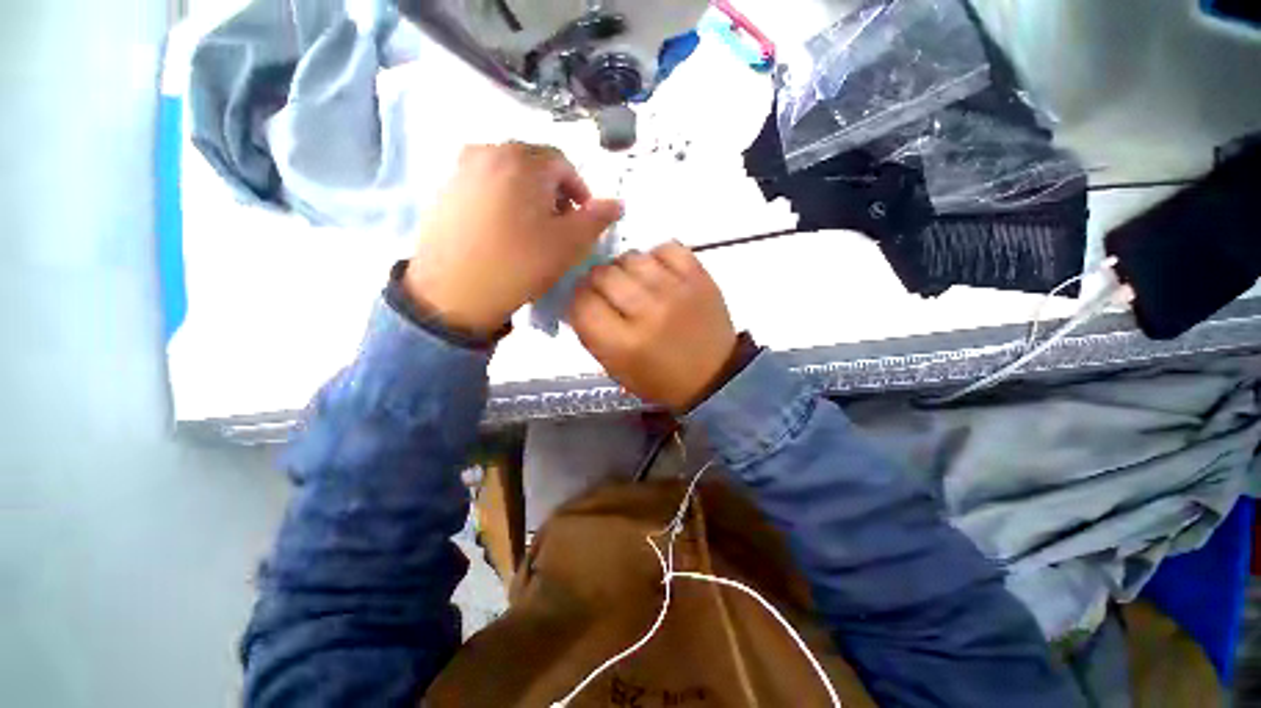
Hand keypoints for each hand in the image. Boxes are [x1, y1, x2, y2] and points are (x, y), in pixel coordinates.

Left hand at [404, 143, 622, 335]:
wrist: (454, 293)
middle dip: (554, 193)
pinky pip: (485, 186)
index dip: (579, 191)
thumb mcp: (569, 244)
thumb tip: (618, 203)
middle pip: (534, 165)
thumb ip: (597, 219)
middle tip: (558, 227)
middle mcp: (489, 151)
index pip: (563, 163)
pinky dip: (502, 201)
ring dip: (528, 196)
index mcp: (523, 159)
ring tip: (530, 231)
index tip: (581, 220)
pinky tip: (502, 232)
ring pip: (508, 175)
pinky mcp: (444, 190)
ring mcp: (461, 169)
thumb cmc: (520, 264)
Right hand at [569, 242, 737, 410]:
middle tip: (609, 292)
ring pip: (631, 257)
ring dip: (625, 268)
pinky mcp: (699, 277)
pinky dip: (657, 257)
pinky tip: (659, 273)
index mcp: (623, 344)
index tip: (585, 301)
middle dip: (598, 282)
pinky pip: (666, 248)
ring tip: (634, 282)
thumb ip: (592, 333)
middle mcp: (648, 313)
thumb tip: (577, 298)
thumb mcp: (616, 369)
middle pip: (603, 274)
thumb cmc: (660, 379)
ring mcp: (675, 291)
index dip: (578, 299)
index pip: (582, 303)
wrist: (713, 376)